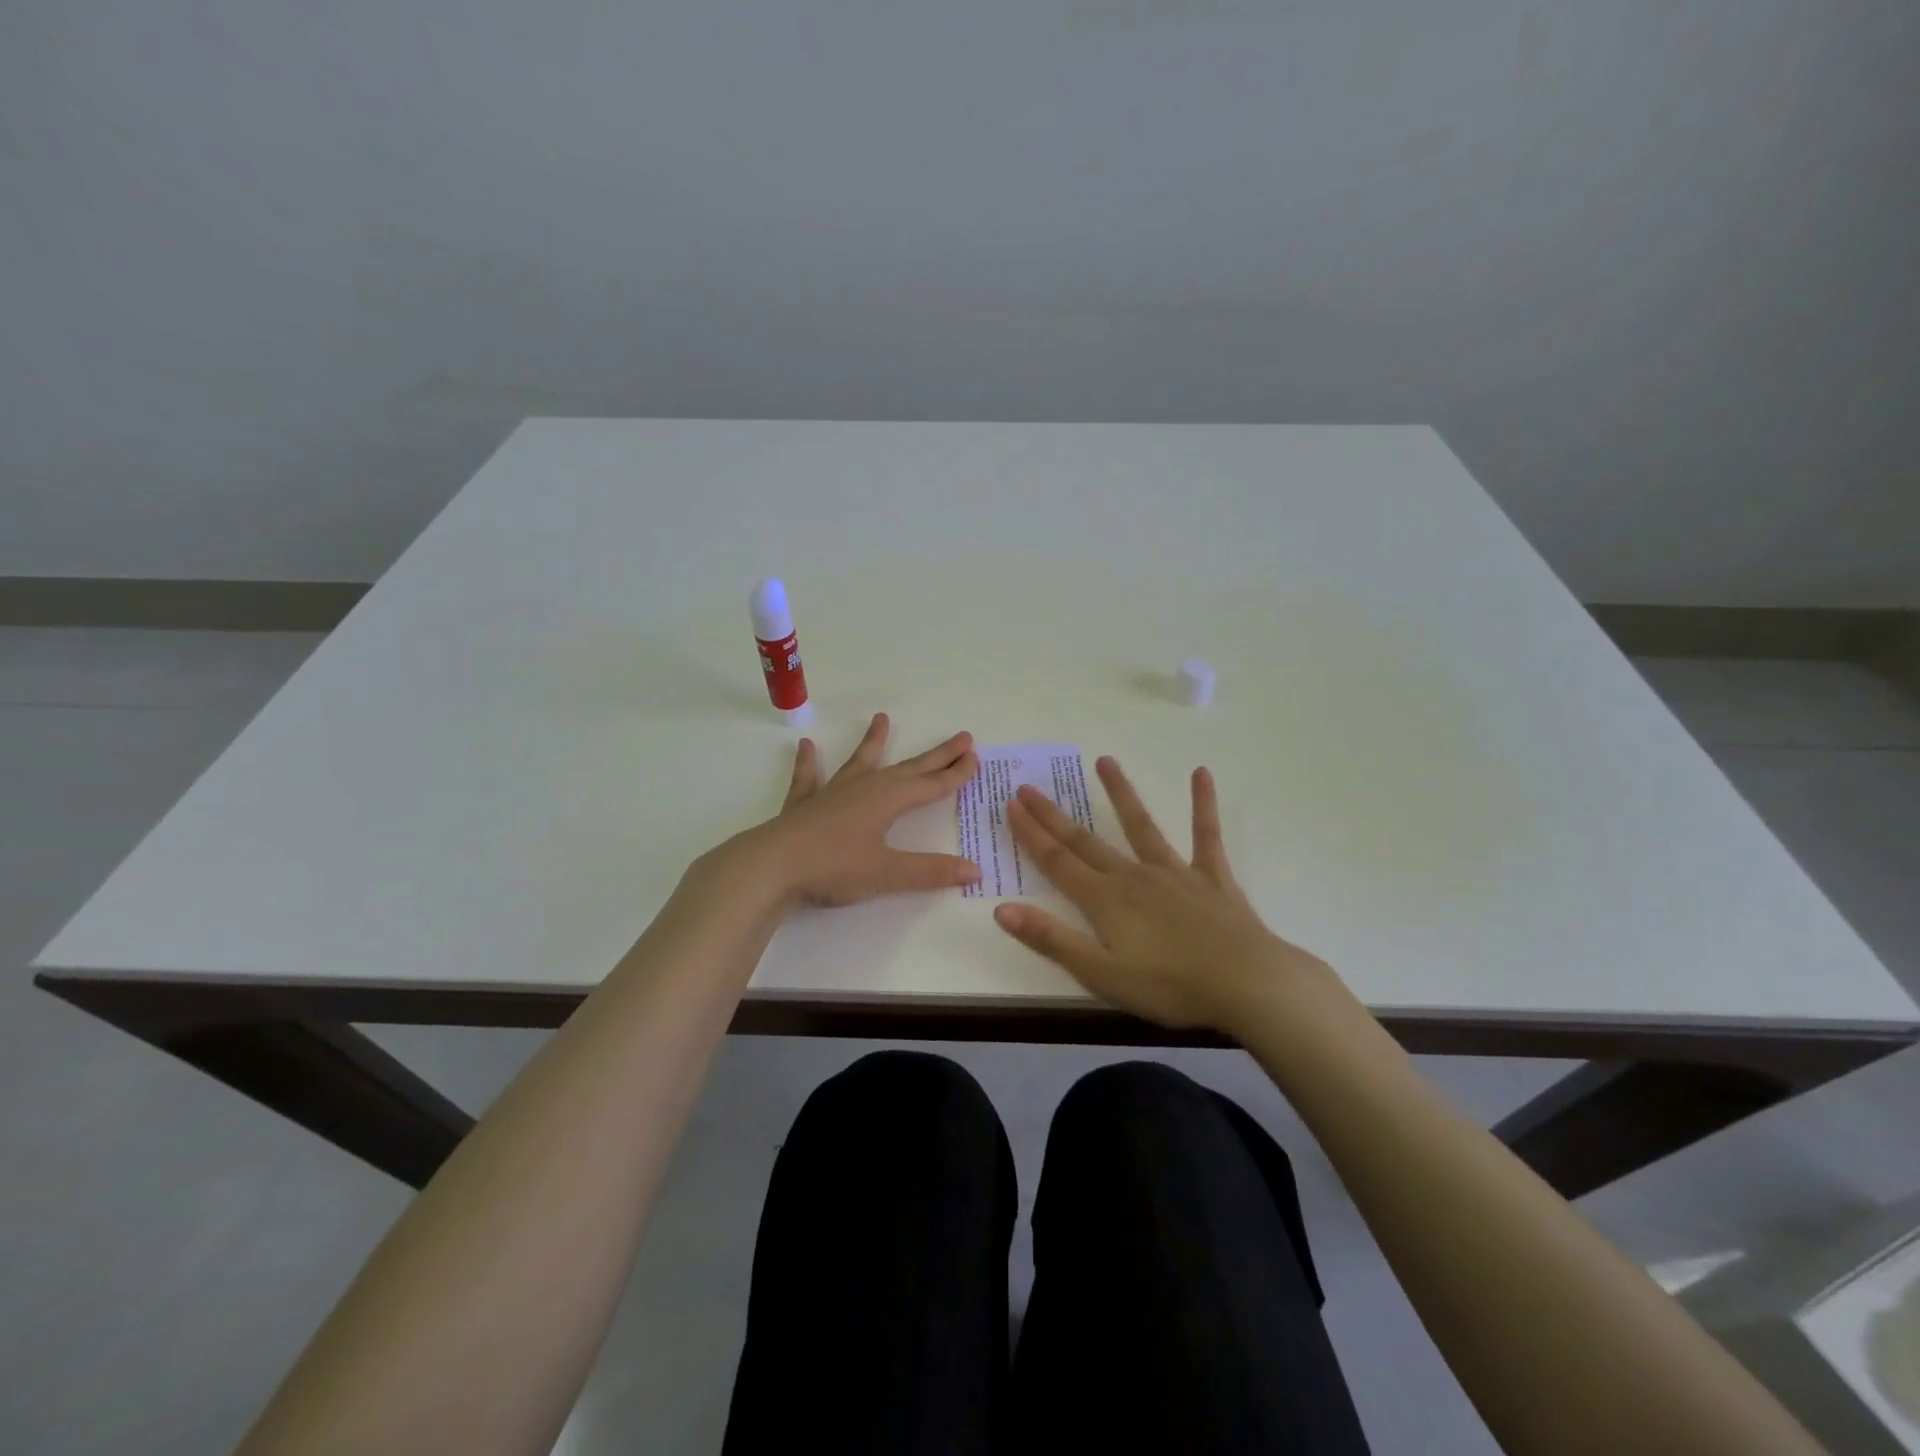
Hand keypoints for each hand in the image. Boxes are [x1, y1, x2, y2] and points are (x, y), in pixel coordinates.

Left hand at [754, 713, 981, 905]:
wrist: (772, 866)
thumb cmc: (834, 867)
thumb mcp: (887, 873)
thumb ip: (930, 872)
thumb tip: (974, 870)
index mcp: (888, 800)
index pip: (931, 785)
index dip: (956, 774)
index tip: (975, 757)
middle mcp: (864, 788)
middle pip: (908, 768)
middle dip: (936, 755)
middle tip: (961, 737)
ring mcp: (832, 793)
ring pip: (860, 762)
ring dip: (873, 742)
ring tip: (881, 718)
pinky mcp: (803, 805)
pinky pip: (809, 778)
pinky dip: (809, 763)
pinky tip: (806, 746)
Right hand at [994, 757, 1339, 1033]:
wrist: (1247, 984)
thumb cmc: (1170, 987)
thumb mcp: (1101, 974)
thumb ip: (1052, 940)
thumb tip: (1002, 909)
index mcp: (1105, 901)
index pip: (1058, 862)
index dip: (1031, 834)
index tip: (1011, 805)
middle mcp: (1133, 876)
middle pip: (1085, 841)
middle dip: (1054, 815)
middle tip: (1029, 786)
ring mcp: (1174, 872)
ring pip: (1140, 825)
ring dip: (1120, 793)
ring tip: (1105, 760)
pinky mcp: (1212, 877)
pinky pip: (1205, 834)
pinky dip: (1203, 804)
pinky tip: (1201, 773)